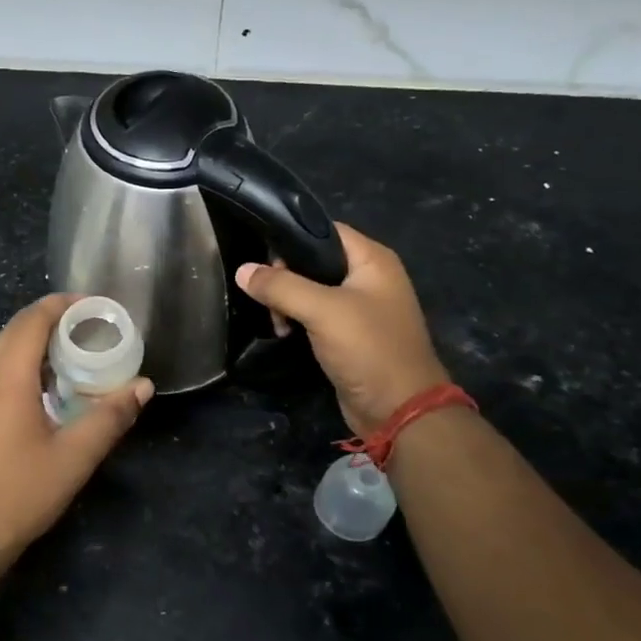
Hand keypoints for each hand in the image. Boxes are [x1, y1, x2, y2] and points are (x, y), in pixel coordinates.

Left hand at [0, 295, 152, 557]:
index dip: (63, 305)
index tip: (97, 307)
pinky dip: (23, 363)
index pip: (32, 319)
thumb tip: (143, 386)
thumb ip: (110, 417)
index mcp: (6, 377)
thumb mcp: (74, 457)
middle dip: (53, 320)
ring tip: (76, 353)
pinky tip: (48, 387)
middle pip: (15, 329)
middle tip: (93, 328)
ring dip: (37, 342)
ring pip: (3, 350)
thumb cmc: (20, 493)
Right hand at [236, 223, 448, 435]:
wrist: (399, 410)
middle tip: (270, 301)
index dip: (292, 240)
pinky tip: (286, 334)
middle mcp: (369, 277)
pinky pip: (316, 315)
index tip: (263, 261)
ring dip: (288, 302)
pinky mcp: (350, 334)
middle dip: (285, 278)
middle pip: (314, 260)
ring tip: (279, 324)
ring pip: (311, 290)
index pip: (324, 230)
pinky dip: (298, 320)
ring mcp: (361, 307)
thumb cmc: (367, 349)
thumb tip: (242, 270)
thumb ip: (280, 286)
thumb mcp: (322, 311)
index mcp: (373, 260)